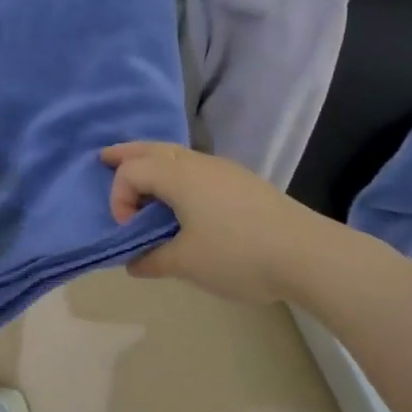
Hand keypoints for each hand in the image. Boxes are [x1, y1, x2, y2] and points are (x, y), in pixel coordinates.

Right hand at [102, 142, 325, 303]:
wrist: (306, 253)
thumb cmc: (238, 255)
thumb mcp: (187, 263)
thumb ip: (153, 260)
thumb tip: (134, 262)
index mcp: (179, 176)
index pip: (132, 171)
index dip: (118, 197)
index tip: (128, 231)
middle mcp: (198, 163)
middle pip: (153, 148)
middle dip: (127, 153)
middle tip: (105, 158)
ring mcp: (224, 170)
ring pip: (177, 154)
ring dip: (153, 161)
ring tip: (141, 177)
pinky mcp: (242, 182)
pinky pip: (196, 166)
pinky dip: (176, 171)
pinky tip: (181, 195)